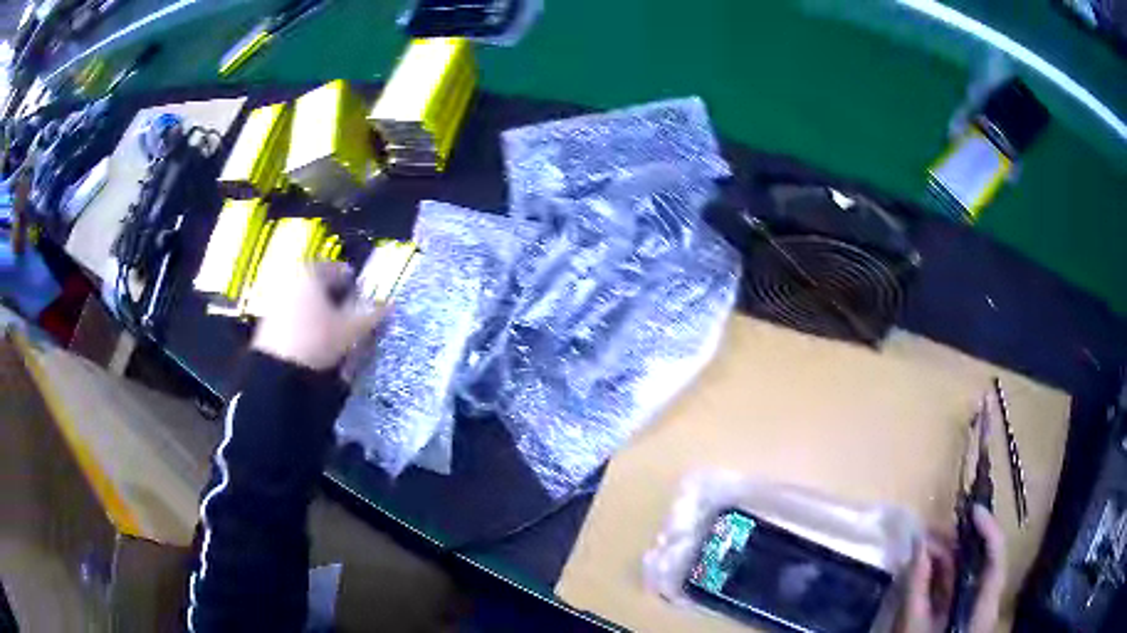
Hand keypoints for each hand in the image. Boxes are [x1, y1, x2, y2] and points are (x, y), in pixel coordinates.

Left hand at [251, 262, 386, 369]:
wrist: (277, 370)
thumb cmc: (316, 340)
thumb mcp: (350, 329)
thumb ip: (371, 315)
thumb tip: (390, 305)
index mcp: (310, 271)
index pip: (338, 269)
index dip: (355, 282)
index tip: (365, 296)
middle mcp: (290, 278)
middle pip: (320, 284)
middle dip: (336, 298)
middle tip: (351, 313)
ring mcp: (276, 298)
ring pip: (306, 300)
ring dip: (321, 311)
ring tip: (335, 330)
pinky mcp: (269, 319)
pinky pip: (294, 314)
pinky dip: (307, 322)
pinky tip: (316, 340)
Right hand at [897, 505, 1006, 632]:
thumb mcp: (915, 624)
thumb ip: (918, 586)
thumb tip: (919, 544)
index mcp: (984, 605)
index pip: (996, 557)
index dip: (989, 528)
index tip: (972, 509)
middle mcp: (987, 600)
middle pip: (980, 560)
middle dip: (956, 542)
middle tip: (930, 531)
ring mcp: (976, 606)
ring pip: (968, 571)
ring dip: (947, 555)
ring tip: (923, 546)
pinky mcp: (964, 611)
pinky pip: (959, 584)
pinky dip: (944, 572)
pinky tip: (927, 564)